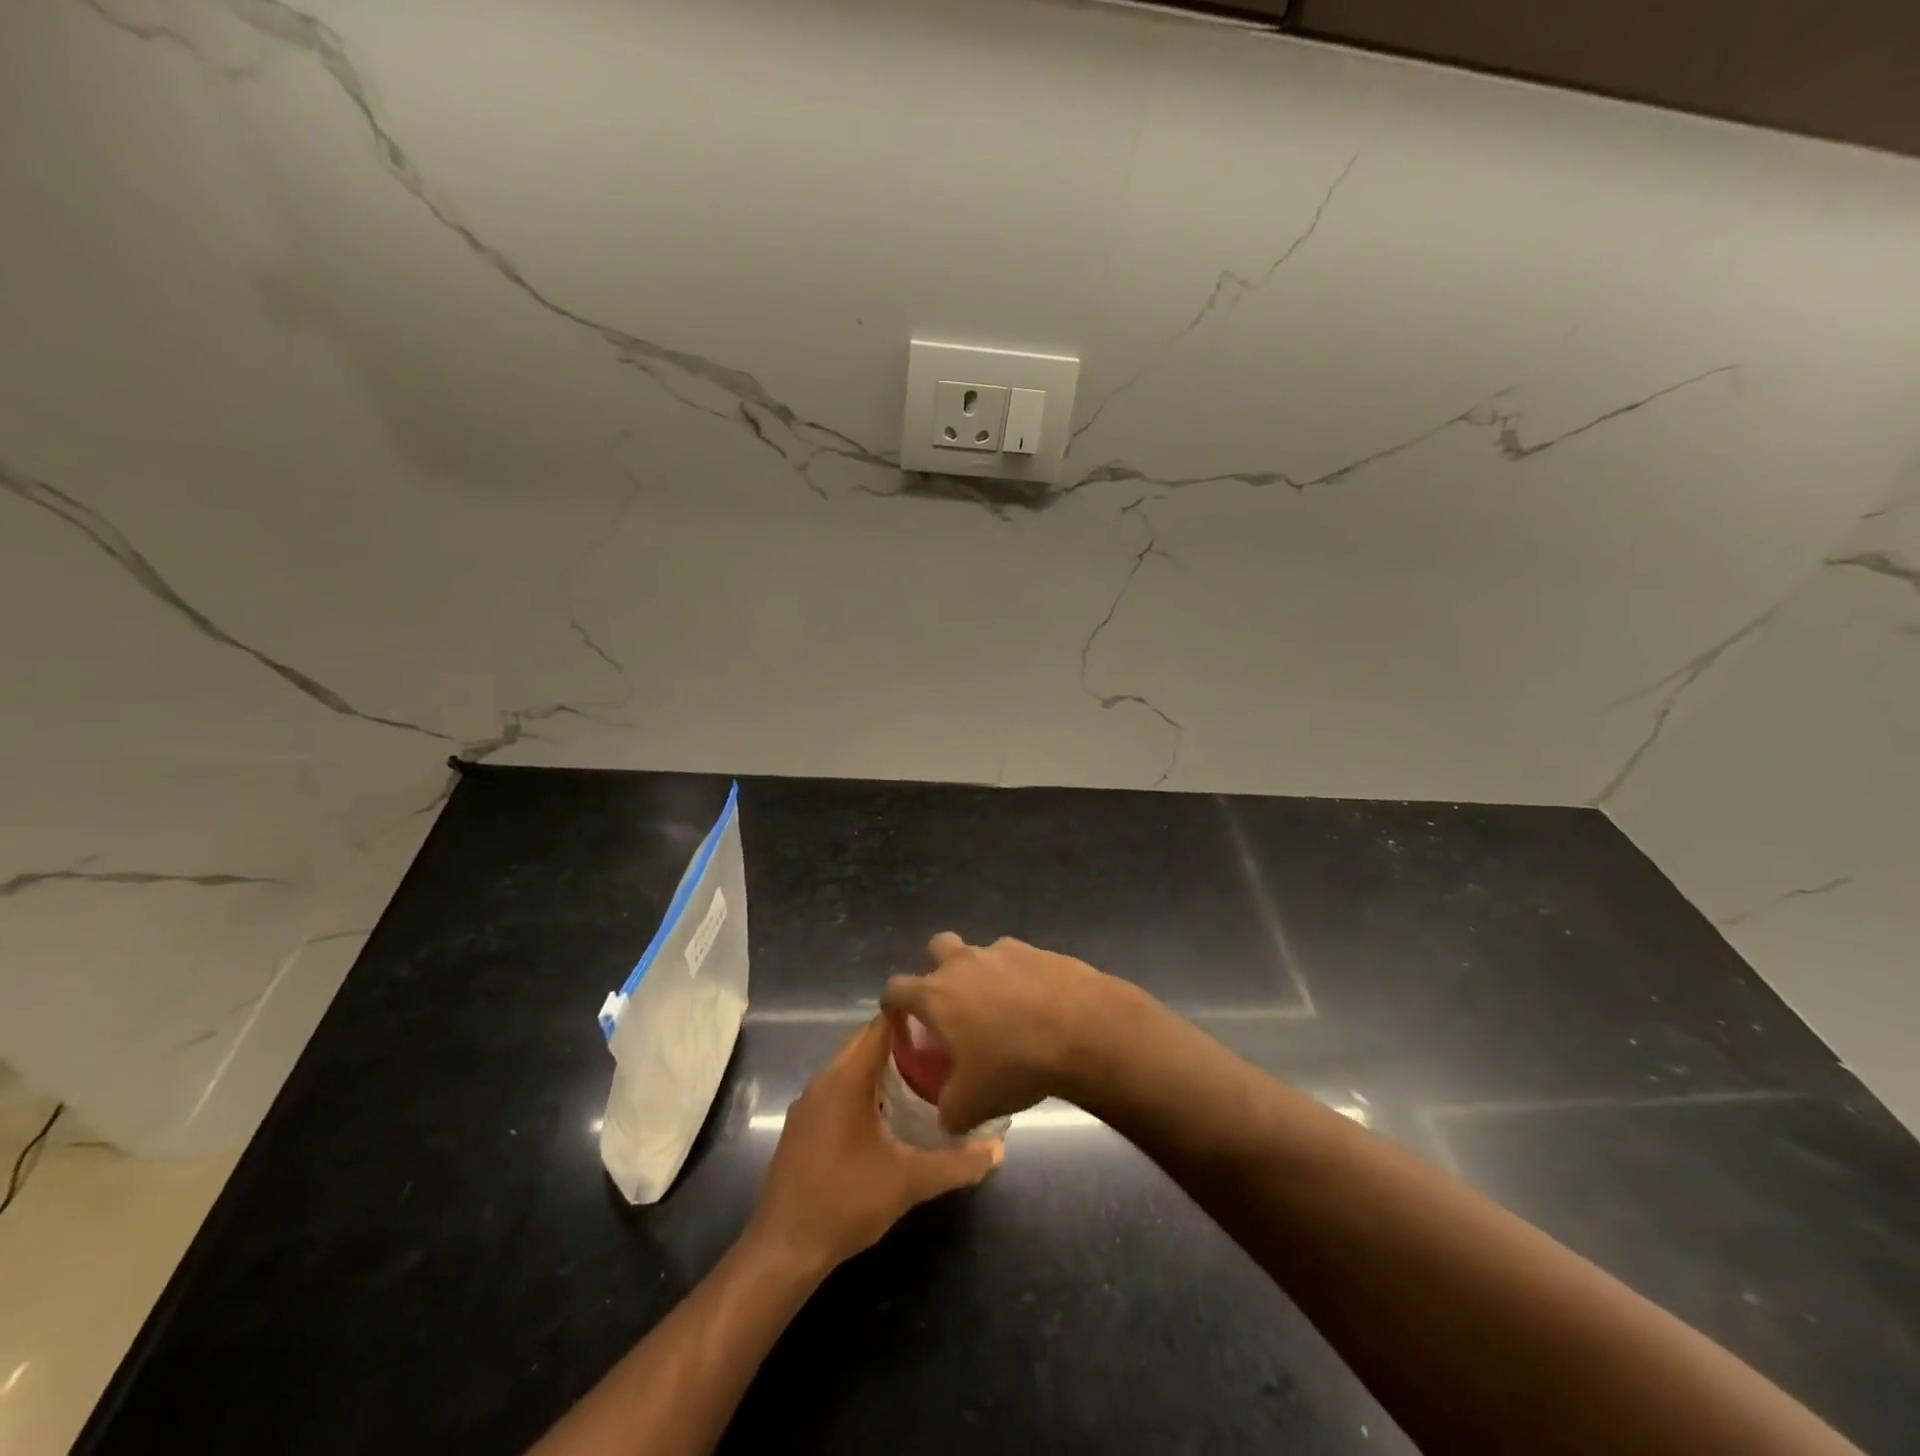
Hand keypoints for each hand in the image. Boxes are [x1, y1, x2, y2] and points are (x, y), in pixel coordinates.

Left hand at [747, 1017, 1001, 1274]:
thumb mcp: (908, 1183)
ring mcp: (808, 1102)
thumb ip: (956, 1164)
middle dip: (902, 1043)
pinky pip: (838, 1087)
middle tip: (942, 1051)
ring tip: (923, 1076)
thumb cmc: (846, 1203)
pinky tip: (888, 1112)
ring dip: (882, 1066)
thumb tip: (998, 1149)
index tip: (944, 1021)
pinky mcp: (802, 1124)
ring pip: (850, 1065)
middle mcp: (823, 1080)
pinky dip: (863, 1086)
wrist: (783, 1249)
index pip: (879, 1026)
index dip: (911, 1018)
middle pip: (865, 1042)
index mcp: (846, 1079)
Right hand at [883, 933, 1115, 1135]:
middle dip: (939, 970)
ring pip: (981, 953)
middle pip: (937, 948)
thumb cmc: (1015, 1064)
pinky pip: (1019, 961)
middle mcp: (964, 962)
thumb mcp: (972, 1105)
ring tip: (1003, 1011)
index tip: (899, 1019)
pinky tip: (1038, 1006)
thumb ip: (948, 1111)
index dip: (893, 1003)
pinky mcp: (1039, 950)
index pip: (896, 988)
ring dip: (983, 975)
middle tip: (953, 1005)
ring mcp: (1003, 951)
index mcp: (937, 995)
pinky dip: (1021, 978)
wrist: (1083, 1029)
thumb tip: (946, 1117)